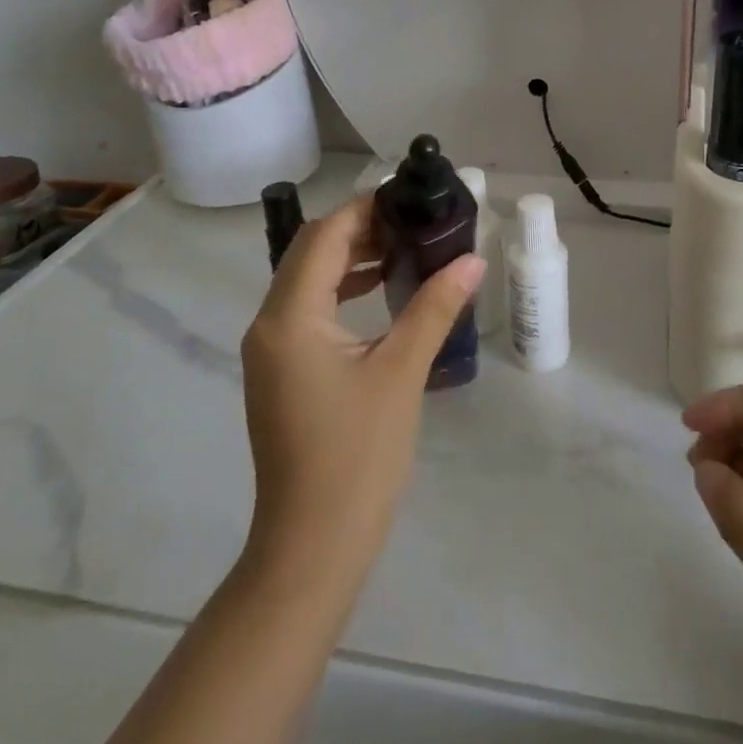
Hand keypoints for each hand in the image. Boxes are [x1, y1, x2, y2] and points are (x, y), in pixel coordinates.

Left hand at [240, 195, 484, 593]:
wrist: (313, 546)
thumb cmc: (357, 455)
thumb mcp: (401, 372)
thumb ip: (435, 308)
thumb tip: (472, 260)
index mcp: (290, 318)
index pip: (323, 237)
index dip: (364, 210)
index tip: (410, 198)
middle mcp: (270, 325)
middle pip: (310, 253)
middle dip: (359, 230)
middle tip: (413, 222)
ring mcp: (272, 351)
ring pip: (307, 281)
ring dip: (350, 259)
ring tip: (404, 250)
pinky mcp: (283, 372)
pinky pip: (309, 311)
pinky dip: (342, 291)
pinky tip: (382, 294)